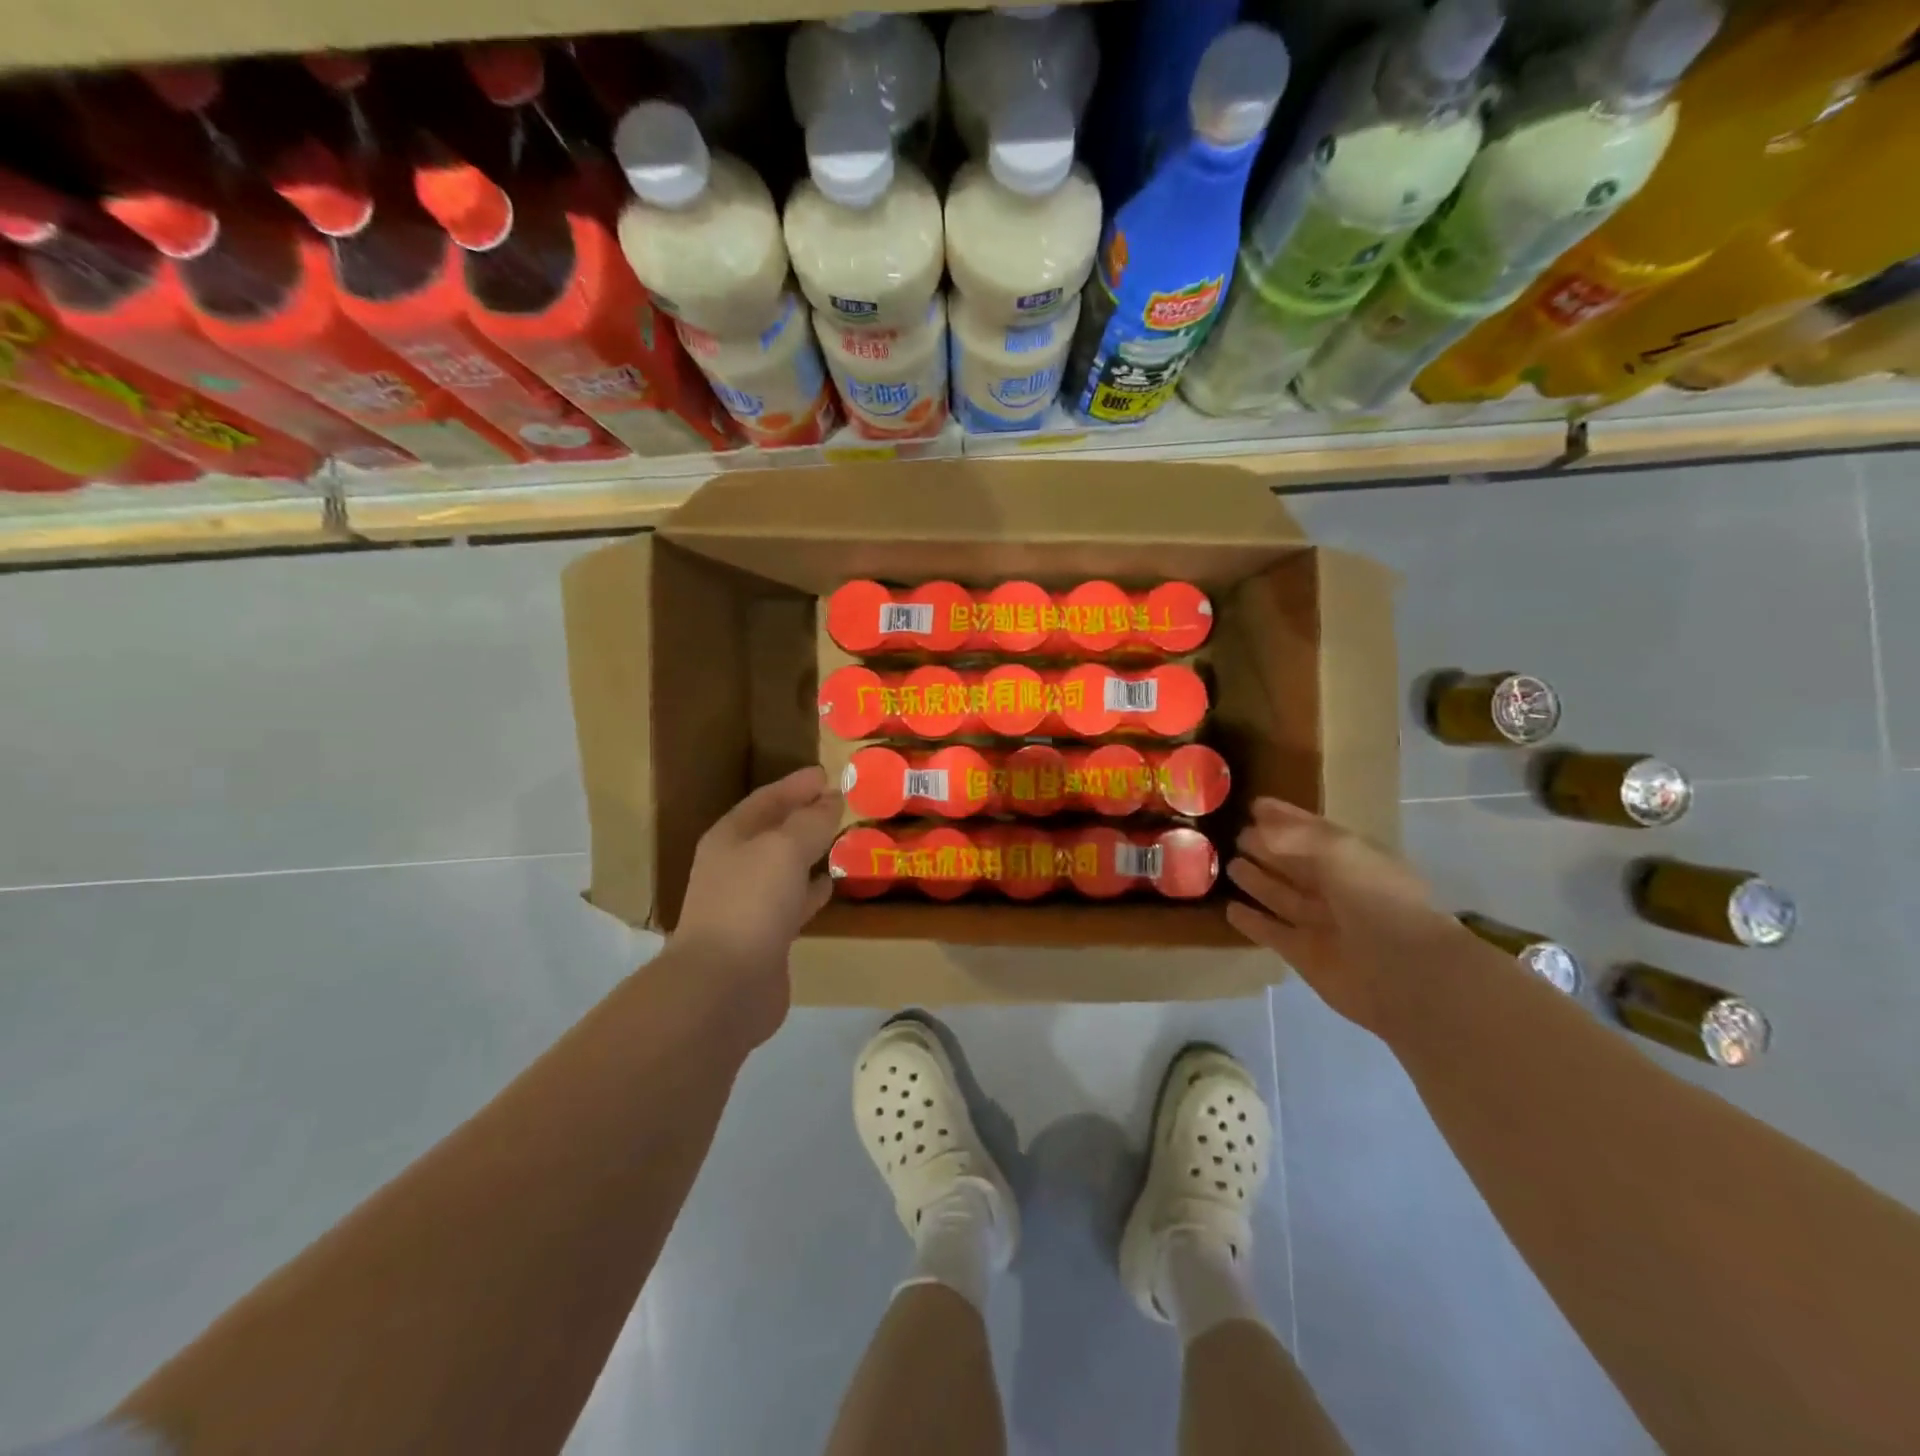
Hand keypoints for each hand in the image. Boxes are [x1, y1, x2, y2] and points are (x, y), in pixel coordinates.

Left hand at [673, 766, 842, 1038]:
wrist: (724, 986)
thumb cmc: (750, 903)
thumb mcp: (784, 849)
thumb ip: (811, 821)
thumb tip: (831, 799)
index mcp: (731, 837)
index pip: (766, 799)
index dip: (796, 785)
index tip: (827, 774)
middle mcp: (735, 866)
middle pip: (774, 831)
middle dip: (804, 816)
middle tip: (840, 803)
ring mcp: (748, 903)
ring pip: (785, 866)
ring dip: (810, 852)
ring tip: (843, 839)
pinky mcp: (765, 936)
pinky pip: (793, 900)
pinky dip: (812, 889)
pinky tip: (832, 885)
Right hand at [1226, 798, 1460, 1036]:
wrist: (1403, 972)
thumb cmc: (1375, 898)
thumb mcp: (1338, 850)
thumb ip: (1294, 835)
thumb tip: (1257, 827)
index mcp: (1355, 859)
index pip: (1314, 832)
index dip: (1285, 818)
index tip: (1254, 805)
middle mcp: (1339, 890)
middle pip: (1296, 864)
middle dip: (1267, 849)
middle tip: (1236, 835)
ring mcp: (1322, 924)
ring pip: (1282, 896)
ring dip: (1257, 881)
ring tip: (1229, 865)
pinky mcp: (1305, 955)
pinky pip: (1272, 932)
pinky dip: (1253, 922)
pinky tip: (1231, 909)